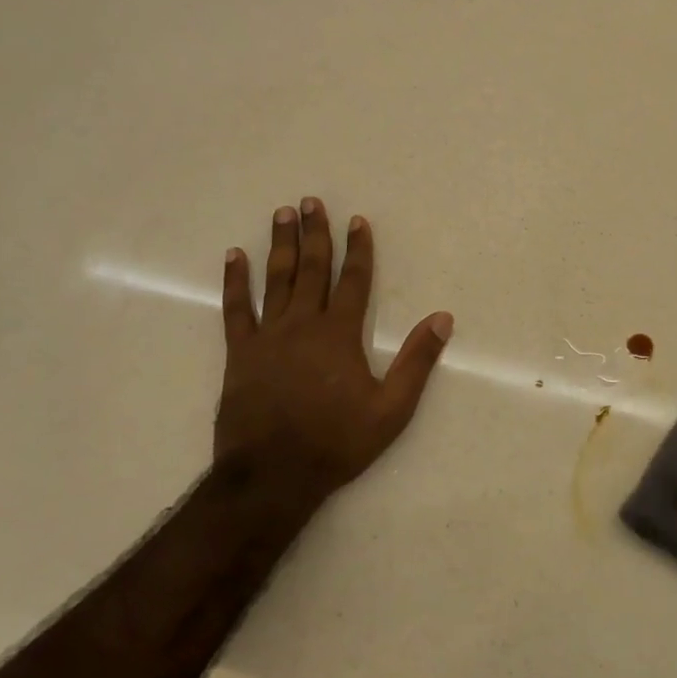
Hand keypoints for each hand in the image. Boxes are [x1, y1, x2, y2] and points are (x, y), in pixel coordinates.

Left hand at [217, 199, 452, 503]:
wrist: (272, 475)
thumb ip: (417, 361)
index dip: (357, 249)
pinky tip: (234, 258)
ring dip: (280, 245)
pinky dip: (235, 282)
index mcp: (340, 335)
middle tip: (310, 202)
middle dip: (314, 233)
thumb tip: (442, 319)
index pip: (353, 281)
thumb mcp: (391, 409)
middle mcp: (303, 324)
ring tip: (282, 214)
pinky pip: (236, 309)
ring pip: (275, 280)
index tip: (357, 220)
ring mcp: (267, 336)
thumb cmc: (336, 442)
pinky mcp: (239, 353)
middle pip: (311, 269)